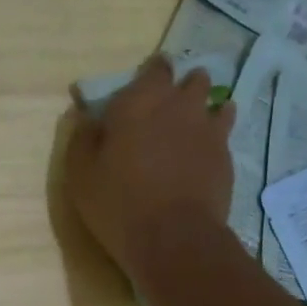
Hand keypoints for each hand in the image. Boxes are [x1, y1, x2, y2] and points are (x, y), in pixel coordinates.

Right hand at [64, 55, 236, 276]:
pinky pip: (225, 131)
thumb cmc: (118, 203)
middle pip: (191, 78)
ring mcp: (208, 128)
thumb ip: (83, 139)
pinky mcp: (226, 154)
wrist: (173, 238)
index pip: (154, 67)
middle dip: (181, 87)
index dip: (150, 75)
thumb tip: (88, 119)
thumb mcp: (81, 174)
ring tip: (191, 126)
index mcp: (140, 101)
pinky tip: (206, 150)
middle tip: (167, 109)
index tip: (142, 90)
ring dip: (203, 107)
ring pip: (214, 101)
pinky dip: (216, 133)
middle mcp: (179, 104)